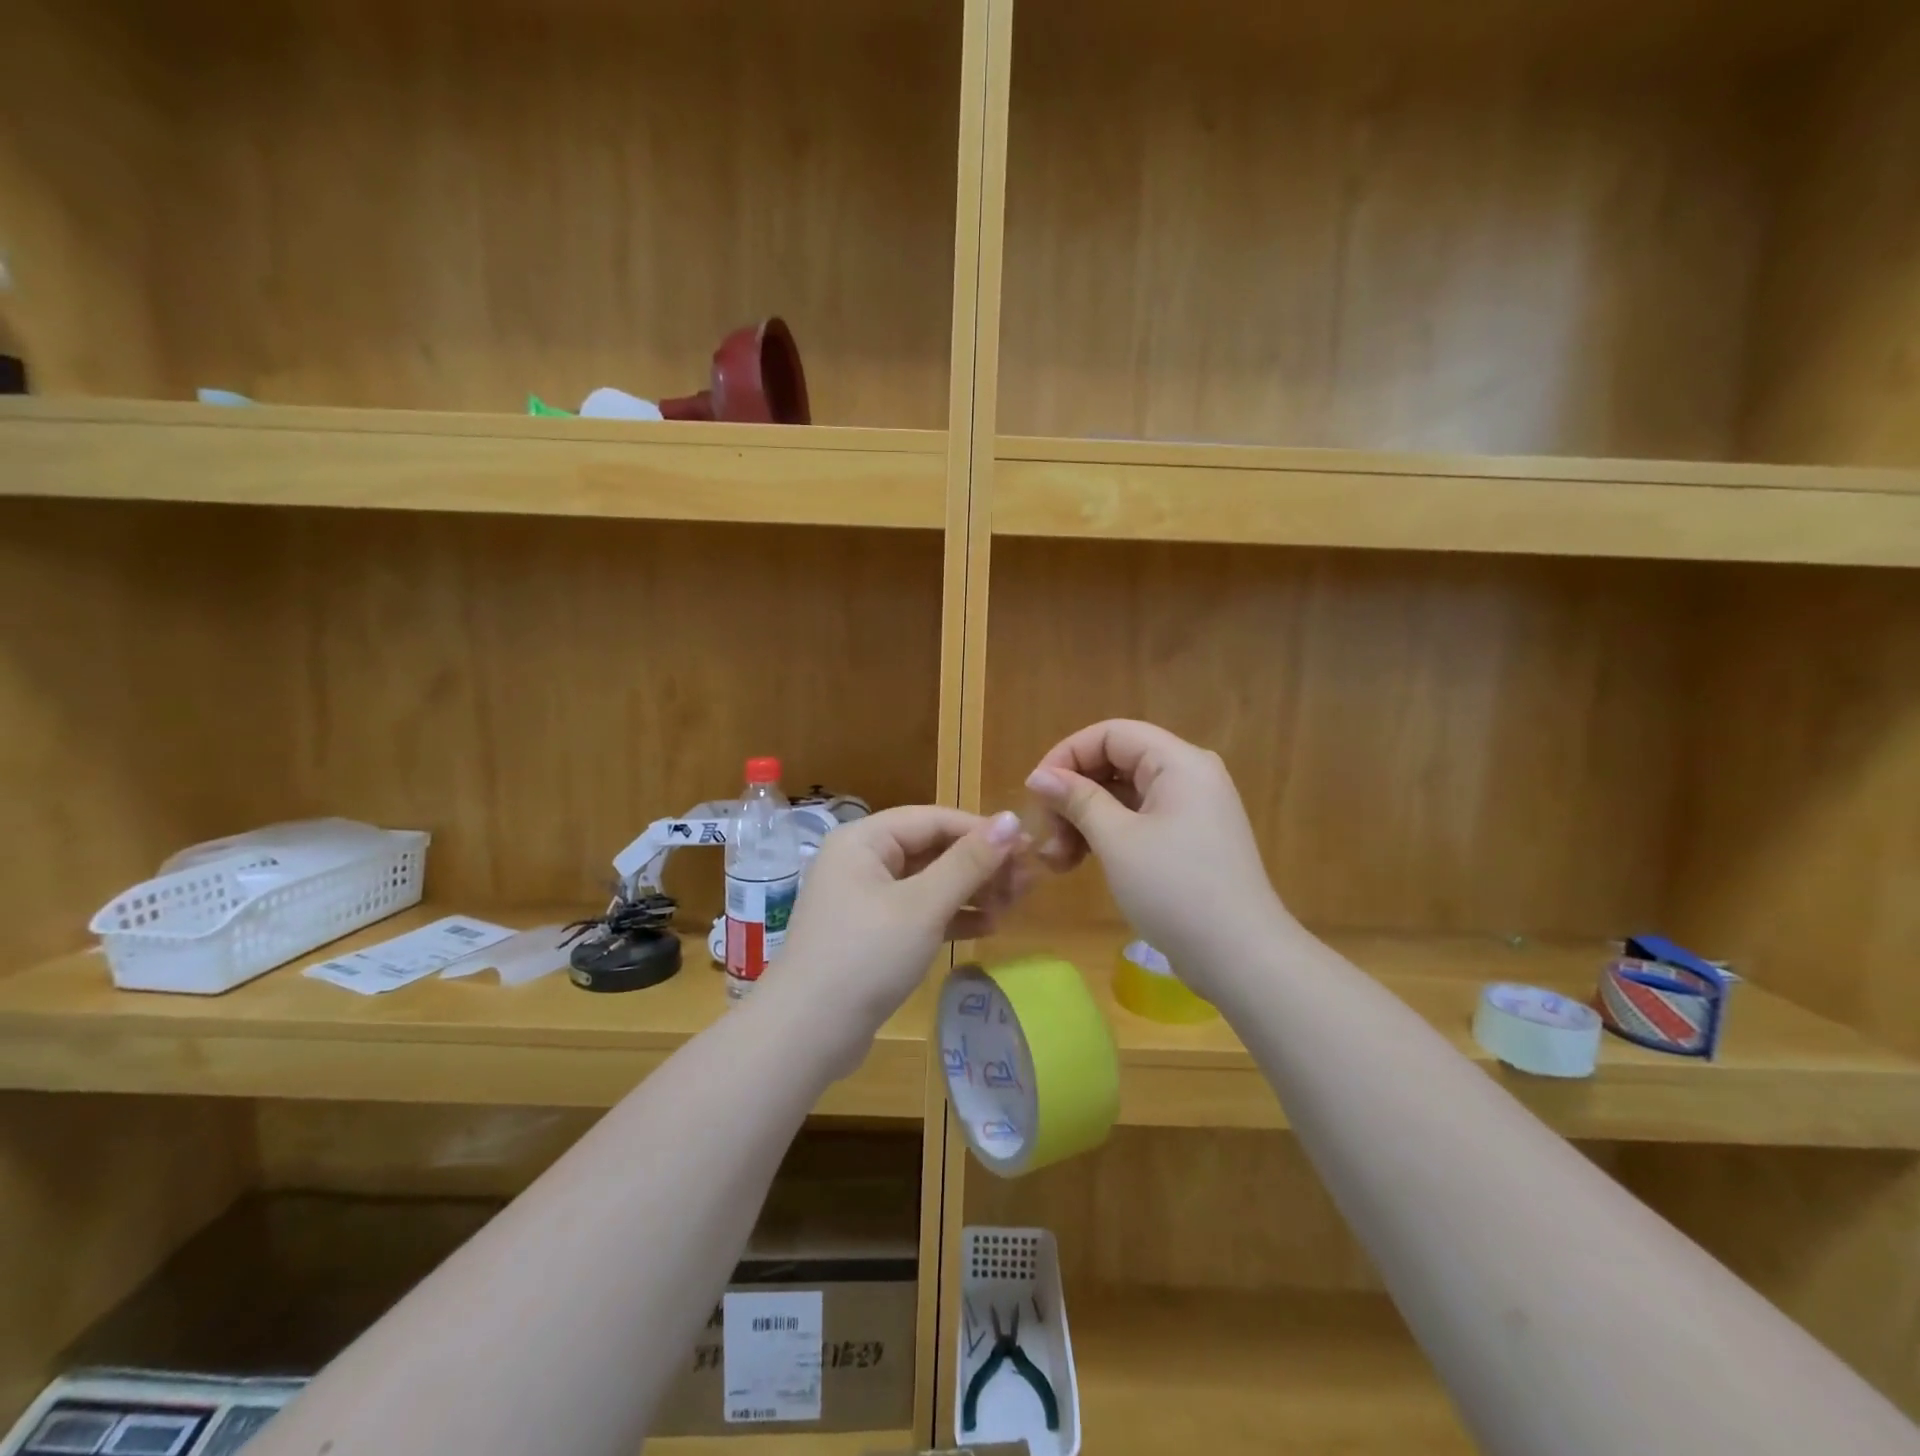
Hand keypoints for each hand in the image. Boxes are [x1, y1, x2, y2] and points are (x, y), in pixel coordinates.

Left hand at [773, 806, 1029, 1048]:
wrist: (806, 1034)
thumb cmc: (866, 956)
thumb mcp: (923, 906)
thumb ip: (969, 862)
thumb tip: (1012, 819)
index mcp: (864, 840)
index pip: (934, 819)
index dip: (982, 831)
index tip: (1028, 849)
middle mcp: (862, 860)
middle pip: (932, 849)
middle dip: (980, 864)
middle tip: (1028, 882)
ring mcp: (864, 898)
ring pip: (929, 882)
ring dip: (971, 891)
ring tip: (1014, 905)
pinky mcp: (872, 933)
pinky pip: (919, 911)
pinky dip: (951, 916)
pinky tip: (987, 926)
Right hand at [1025, 720, 1285, 990]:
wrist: (1243, 958)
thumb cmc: (1176, 890)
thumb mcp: (1117, 840)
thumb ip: (1077, 800)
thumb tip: (1039, 776)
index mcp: (1179, 762)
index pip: (1111, 734)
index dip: (1067, 755)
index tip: (1036, 793)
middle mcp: (1189, 775)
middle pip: (1116, 762)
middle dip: (1074, 794)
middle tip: (1046, 836)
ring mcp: (1192, 809)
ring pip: (1124, 794)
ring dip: (1085, 819)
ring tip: (1058, 860)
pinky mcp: (1190, 839)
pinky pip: (1139, 819)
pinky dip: (1108, 834)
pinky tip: (1082, 862)